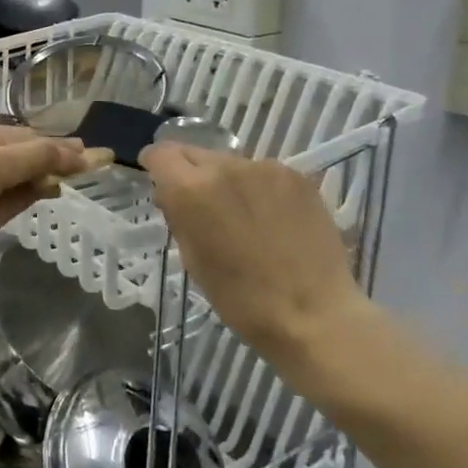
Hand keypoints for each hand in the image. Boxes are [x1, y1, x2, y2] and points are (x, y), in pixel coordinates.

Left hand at [0, 115, 108, 302]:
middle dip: (47, 148)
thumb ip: (21, 195)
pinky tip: (3, 154)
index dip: (70, 157)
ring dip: (19, 144)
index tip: (95, 156)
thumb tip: (53, 182)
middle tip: (75, 157)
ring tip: (43, 158)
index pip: (38, 153)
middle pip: (19, 136)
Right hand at [140, 143, 366, 367]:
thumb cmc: (241, 298)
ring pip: (231, 164)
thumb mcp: (193, 260)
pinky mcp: (297, 176)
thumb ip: (178, 217)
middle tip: (199, 203)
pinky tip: (270, 219)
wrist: (313, 314)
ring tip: (241, 216)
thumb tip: (173, 195)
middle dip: (189, 172)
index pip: (161, 153)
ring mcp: (265, 168)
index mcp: (191, 190)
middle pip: (195, 153)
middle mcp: (225, 167)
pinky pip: (263, 174)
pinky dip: (258, 189)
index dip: (154, 164)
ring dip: (226, 181)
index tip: (157, 179)